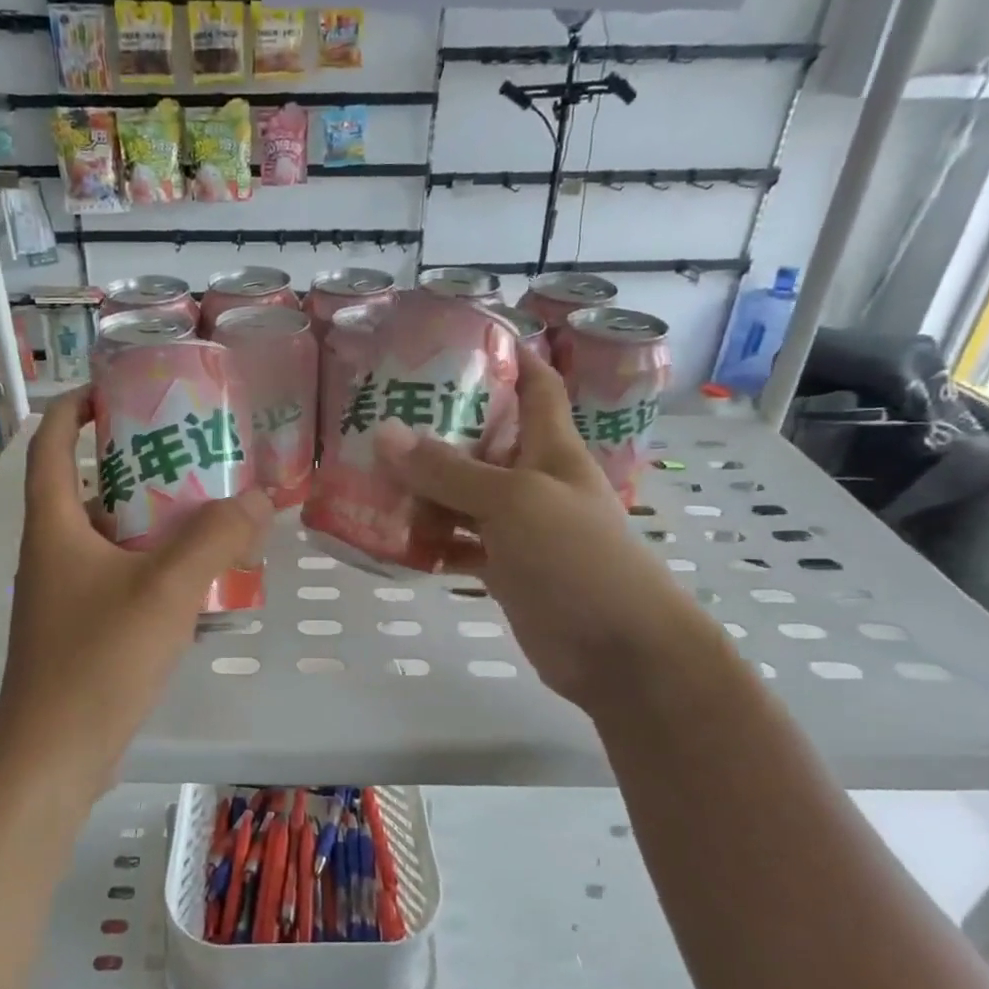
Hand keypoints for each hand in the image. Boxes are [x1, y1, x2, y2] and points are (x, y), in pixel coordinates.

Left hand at [0, 392, 272, 788]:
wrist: (54, 756)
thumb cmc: (98, 660)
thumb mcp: (165, 590)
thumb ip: (215, 539)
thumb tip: (259, 498)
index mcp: (54, 525)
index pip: (52, 443)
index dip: (78, 407)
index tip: (122, 389)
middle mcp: (53, 551)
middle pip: (90, 487)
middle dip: (137, 464)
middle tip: (193, 452)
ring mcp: (66, 593)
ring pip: (111, 536)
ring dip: (154, 518)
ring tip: (209, 508)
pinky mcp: (83, 628)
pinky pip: (122, 575)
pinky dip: (155, 564)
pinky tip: (200, 576)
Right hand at [373, 350, 708, 715]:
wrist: (619, 651)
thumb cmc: (577, 558)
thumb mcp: (512, 502)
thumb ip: (449, 472)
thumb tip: (386, 434)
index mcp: (551, 449)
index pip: (537, 386)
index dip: (510, 356)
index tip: (461, 337)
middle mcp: (534, 482)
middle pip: (484, 442)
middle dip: (439, 428)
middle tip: (380, 413)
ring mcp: (519, 528)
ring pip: (463, 497)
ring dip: (424, 489)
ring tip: (369, 474)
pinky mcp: (506, 569)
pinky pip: (460, 544)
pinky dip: (431, 541)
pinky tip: (391, 537)